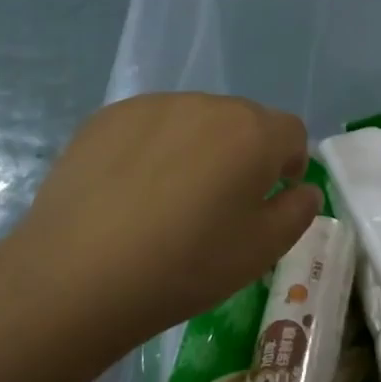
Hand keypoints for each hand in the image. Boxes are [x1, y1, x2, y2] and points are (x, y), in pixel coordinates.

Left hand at [0, 95, 319, 362]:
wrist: (77, 276)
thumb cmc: (186, 265)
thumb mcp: (262, 250)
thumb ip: (298, 211)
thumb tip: (302, 189)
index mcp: (254, 132)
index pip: (291, 132)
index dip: (288, 164)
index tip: (270, 198)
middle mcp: (208, 104)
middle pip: (243, 121)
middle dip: (243, 153)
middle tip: (219, 204)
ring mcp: (153, 106)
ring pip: (195, 120)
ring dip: (198, 147)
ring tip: (169, 198)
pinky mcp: (107, 117)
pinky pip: (150, 126)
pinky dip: (153, 148)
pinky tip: (130, 192)